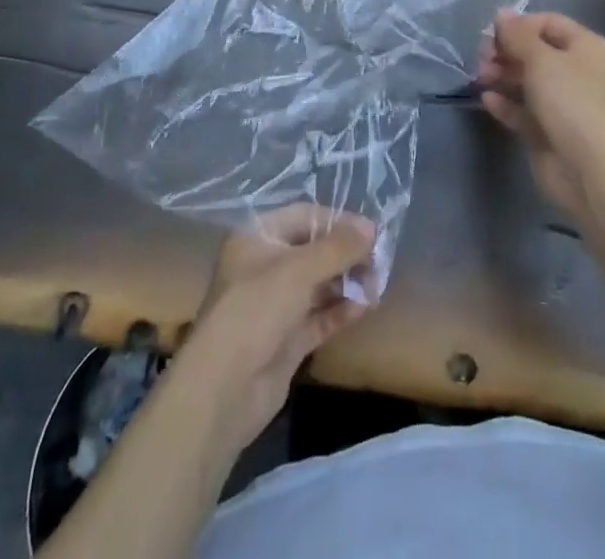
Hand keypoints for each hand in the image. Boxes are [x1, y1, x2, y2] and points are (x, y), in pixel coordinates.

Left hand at [173, 206, 376, 455]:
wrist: (225, 388)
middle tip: (379, 261)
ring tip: (377, 284)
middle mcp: (265, 265)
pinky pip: (319, 316)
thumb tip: (371, 227)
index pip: (304, 216)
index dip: (338, 221)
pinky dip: (341, 310)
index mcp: (257, 237)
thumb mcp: (298, 270)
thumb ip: (337, 248)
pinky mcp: (286, 338)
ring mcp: (275, 304)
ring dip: (347, 282)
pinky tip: (366, 306)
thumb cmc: (256, 309)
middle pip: (313, 250)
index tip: (371, 231)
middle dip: (346, 254)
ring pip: (318, 284)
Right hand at [479, 11, 604, 223]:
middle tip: (483, 58)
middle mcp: (575, 71)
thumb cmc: (570, 101)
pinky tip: (487, 100)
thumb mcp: (540, 58)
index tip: (492, 33)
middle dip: (506, 51)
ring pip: (525, 80)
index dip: (519, 25)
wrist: (589, 170)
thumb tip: (501, 14)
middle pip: (533, 51)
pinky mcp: (546, 130)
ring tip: (481, 78)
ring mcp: (561, 103)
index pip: (547, 23)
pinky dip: (504, 103)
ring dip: (501, 75)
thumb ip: (517, 35)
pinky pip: (521, 109)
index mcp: (584, 47)